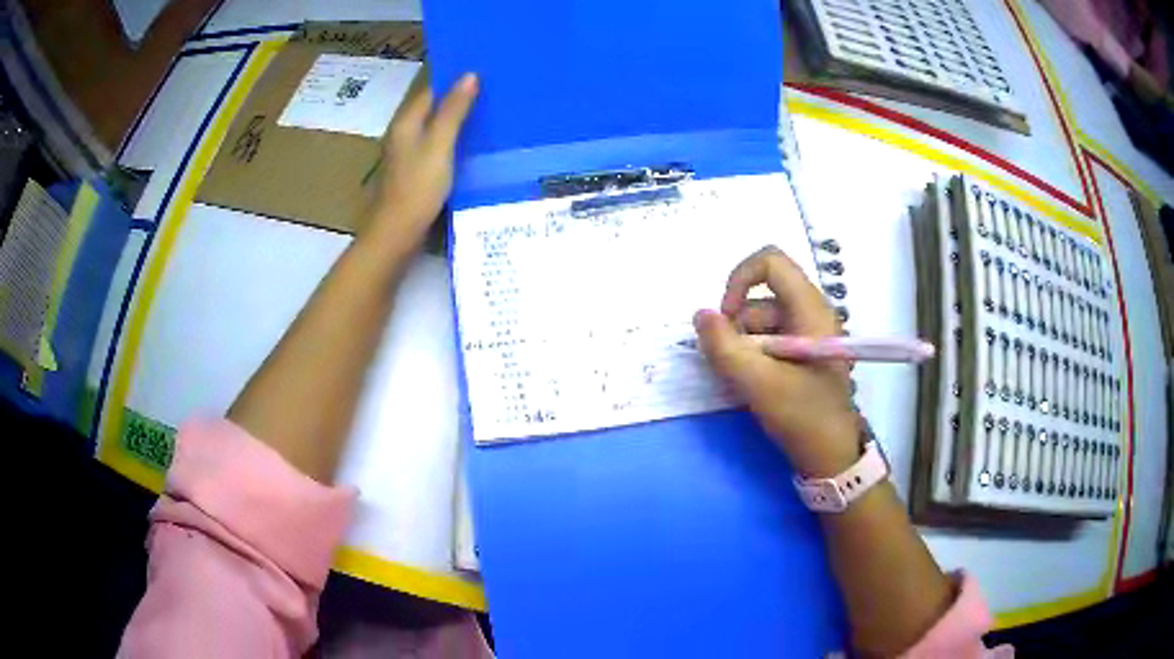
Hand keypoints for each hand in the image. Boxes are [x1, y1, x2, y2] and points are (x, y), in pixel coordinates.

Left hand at [368, 72, 478, 245]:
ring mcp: (407, 155)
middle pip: (432, 109)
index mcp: (406, 123)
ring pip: (435, 129)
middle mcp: (403, 135)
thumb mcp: (440, 144)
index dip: (454, 81)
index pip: (431, 91)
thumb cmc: (418, 186)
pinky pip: (437, 148)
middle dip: (458, 100)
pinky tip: (472, 146)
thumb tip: (469, 75)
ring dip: (457, 121)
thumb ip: (453, 110)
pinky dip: (453, 142)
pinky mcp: (415, 174)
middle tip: (493, 94)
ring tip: (489, 115)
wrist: (398, 233)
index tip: (484, 74)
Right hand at [694, 246, 860, 475]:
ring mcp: (807, 333)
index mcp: (809, 308)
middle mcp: (810, 312)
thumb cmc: (802, 415)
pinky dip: (752, 358)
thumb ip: (723, 346)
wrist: (831, 455)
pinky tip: (750, 386)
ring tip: (741, 383)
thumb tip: (701, 315)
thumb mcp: (757, 383)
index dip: (740, 279)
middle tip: (732, 364)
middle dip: (737, 327)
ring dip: (743, 347)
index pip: (770, 261)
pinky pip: (768, 340)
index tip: (726, 317)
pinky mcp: (802, 353)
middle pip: (760, 297)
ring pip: (760, 321)